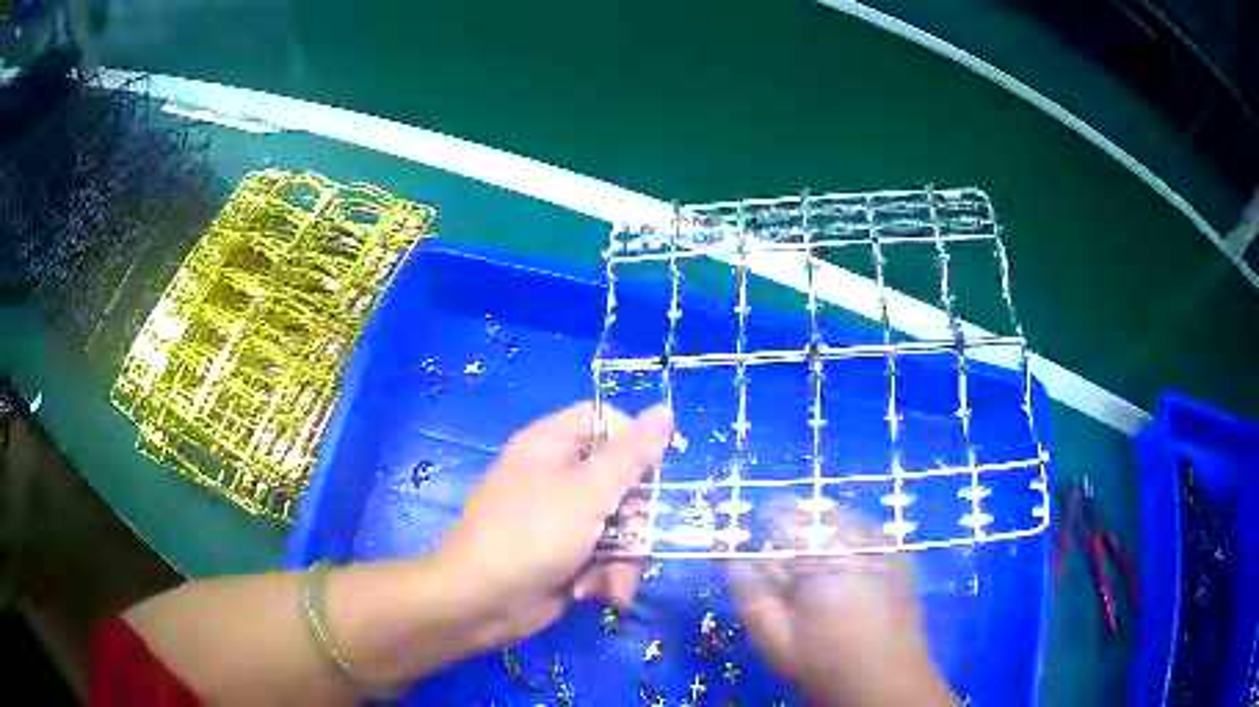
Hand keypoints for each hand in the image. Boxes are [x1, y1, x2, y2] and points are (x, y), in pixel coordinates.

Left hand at [436, 402, 672, 647]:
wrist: (482, 602)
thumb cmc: (532, 535)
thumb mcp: (588, 492)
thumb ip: (630, 456)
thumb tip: (663, 411)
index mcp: (551, 445)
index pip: (606, 422)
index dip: (633, 442)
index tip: (650, 473)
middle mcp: (556, 477)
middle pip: (621, 481)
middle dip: (635, 520)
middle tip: (635, 537)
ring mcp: (561, 519)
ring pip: (619, 526)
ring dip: (624, 559)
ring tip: (610, 583)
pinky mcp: (565, 556)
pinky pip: (604, 556)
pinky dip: (605, 577)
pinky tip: (595, 594)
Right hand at [728, 503, 956, 706]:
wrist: (885, 682)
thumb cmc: (824, 664)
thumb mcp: (775, 639)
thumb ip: (752, 596)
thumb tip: (734, 560)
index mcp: (819, 563)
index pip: (789, 519)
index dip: (771, 513)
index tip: (759, 519)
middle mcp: (854, 547)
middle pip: (822, 513)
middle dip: (800, 517)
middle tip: (786, 534)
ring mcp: (883, 551)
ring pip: (850, 518)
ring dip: (829, 521)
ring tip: (816, 539)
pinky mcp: (901, 562)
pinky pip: (874, 531)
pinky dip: (857, 532)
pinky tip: (850, 551)